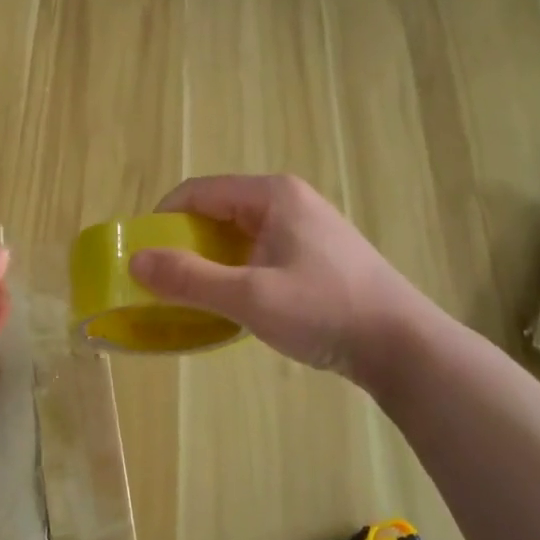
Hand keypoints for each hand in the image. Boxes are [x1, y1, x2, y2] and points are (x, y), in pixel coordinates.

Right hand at [128, 174, 424, 382]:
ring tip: (194, 297)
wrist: (404, 347)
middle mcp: (287, 201)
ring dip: (209, 262)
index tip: (142, 256)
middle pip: (216, 212)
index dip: (163, 220)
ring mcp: (304, 228)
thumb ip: (189, 278)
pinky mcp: (315, 256)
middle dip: (184, 244)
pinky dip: (234, 273)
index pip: (197, 192)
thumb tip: (134, 261)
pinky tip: (233, 305)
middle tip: (164, 282)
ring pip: (236, 236)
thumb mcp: (249, 297)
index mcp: (271, 195)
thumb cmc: (325, 311)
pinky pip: (257, 253)